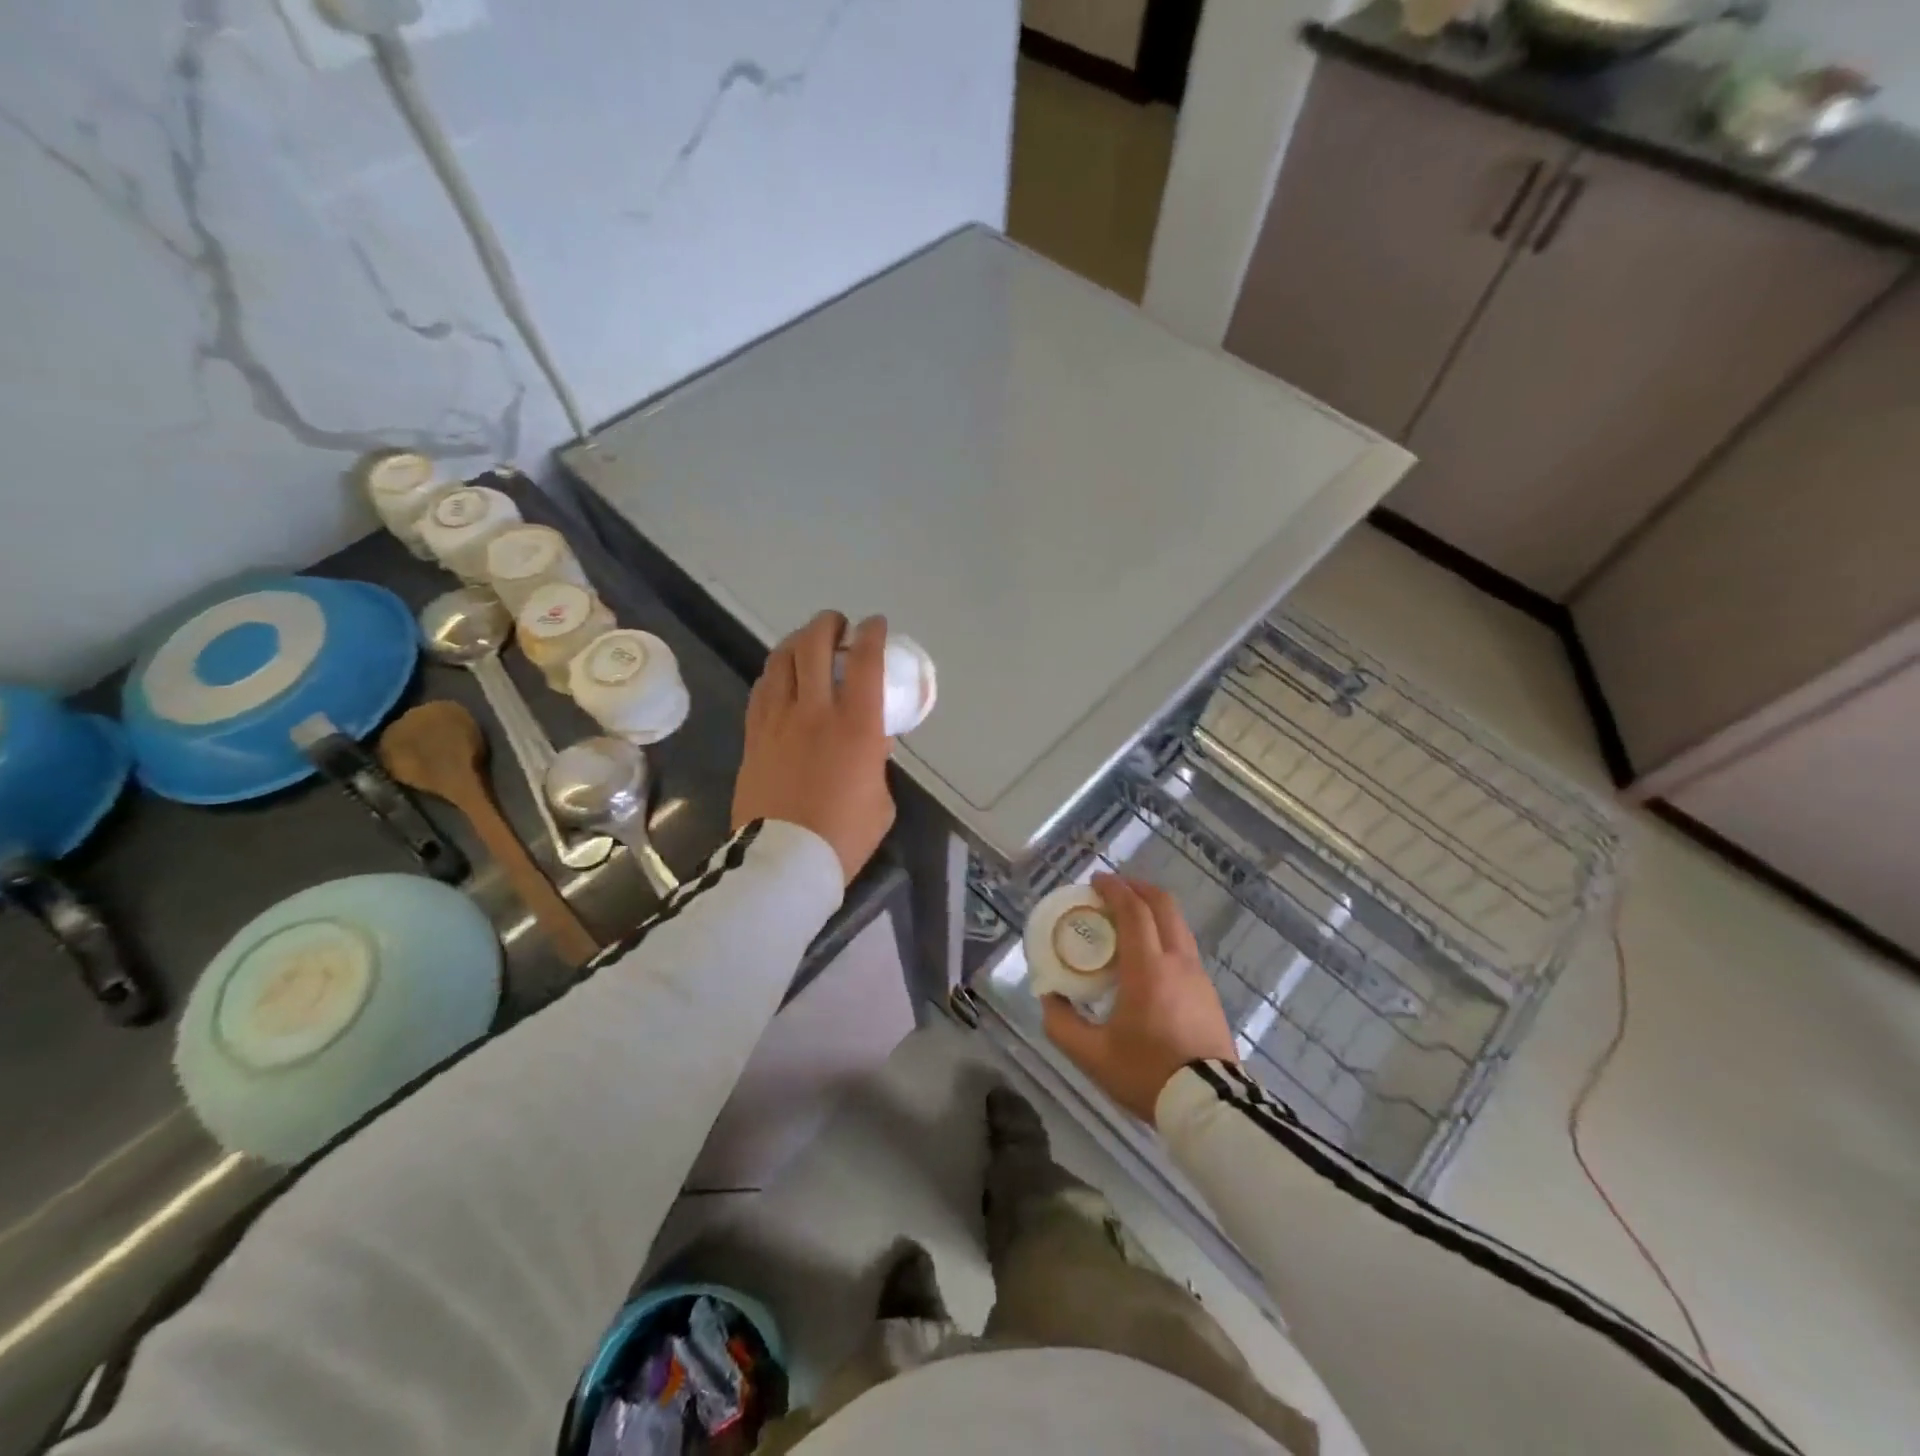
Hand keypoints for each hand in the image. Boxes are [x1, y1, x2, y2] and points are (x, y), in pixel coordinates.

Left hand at [732, 611, 895, 884]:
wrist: (784, 861)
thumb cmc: (844, 836)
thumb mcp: (881, 801)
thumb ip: (878, 765)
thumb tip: (872, 747)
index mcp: (856, 726)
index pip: (864, 662)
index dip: (871, 634)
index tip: (875, 624)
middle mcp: (814, 712)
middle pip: (814, 646)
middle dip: (827, 624)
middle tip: (836, 624)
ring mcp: (777, 721)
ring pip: (780, 661)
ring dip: (796, 642)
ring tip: (806, 643)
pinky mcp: (753, 737)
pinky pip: (761, 691)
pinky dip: (774, 674)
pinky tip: (779, 677)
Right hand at [1042, 873, 1238, 1123]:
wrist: (1209, 1107)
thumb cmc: (1147, 1074)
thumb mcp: (1092, 1055)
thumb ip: (1061, 1023)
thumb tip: (1048, 997)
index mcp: (1148, 968)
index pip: (1134, 911)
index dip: (1114, 889)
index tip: (1095, 881)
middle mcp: (1177, 961)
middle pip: (1163, 905)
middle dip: (1137, 888)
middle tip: (1112, 891)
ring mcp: (1198, 975)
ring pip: (1177, 924)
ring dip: (1152, 910)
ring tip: (1127, 921)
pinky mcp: (1208, 992)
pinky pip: (1184, 946)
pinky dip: (1163, 934)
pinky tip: (1147, 957)